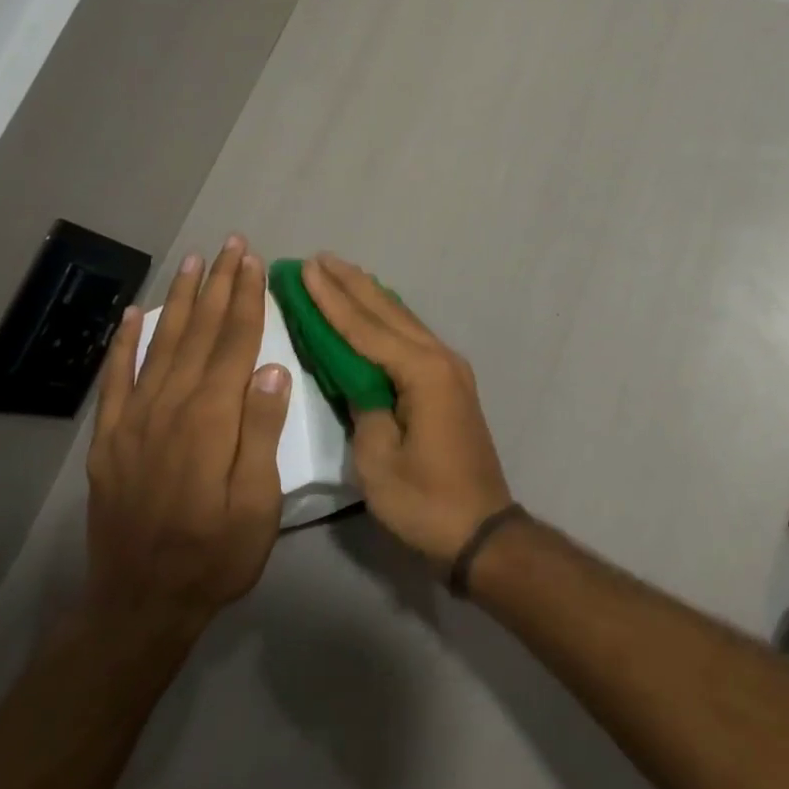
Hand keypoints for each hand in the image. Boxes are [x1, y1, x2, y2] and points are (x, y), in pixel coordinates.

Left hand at [85, 236, 291, 644]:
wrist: (138, 606)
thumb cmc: (215, 556)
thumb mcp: (257, 504)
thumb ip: (261, 432)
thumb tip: (273, 369)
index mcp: (210, 419)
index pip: (233, 344)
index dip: (245, 299)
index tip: (253, 261)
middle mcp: (169, 407)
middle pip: (200, 333)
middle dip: (218, 286)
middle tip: (231, 245)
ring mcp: (133, 421)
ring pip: (161, 344)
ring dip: (179, 300)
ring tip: (194, 263)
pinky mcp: (110, 439)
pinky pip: (116, 379)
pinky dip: (124, 343)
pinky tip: (133, 315)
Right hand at [302, 254, 512, 564]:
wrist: (482, 530)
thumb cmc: (426, 502)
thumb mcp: (380, 462)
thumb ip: (365, 409)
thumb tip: (358, 380)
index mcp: (422, 372)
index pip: (365, 328)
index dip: (331, 299)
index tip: (305, 269)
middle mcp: (439, 358)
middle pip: (387, 313)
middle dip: (351, 285)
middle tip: (319, 258)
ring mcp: (449, 370)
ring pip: (403, 320)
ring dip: (370, 296)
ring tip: (341, 272)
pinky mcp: (450, 384)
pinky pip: (412, 337)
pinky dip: (387, 318)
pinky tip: (377, 310)